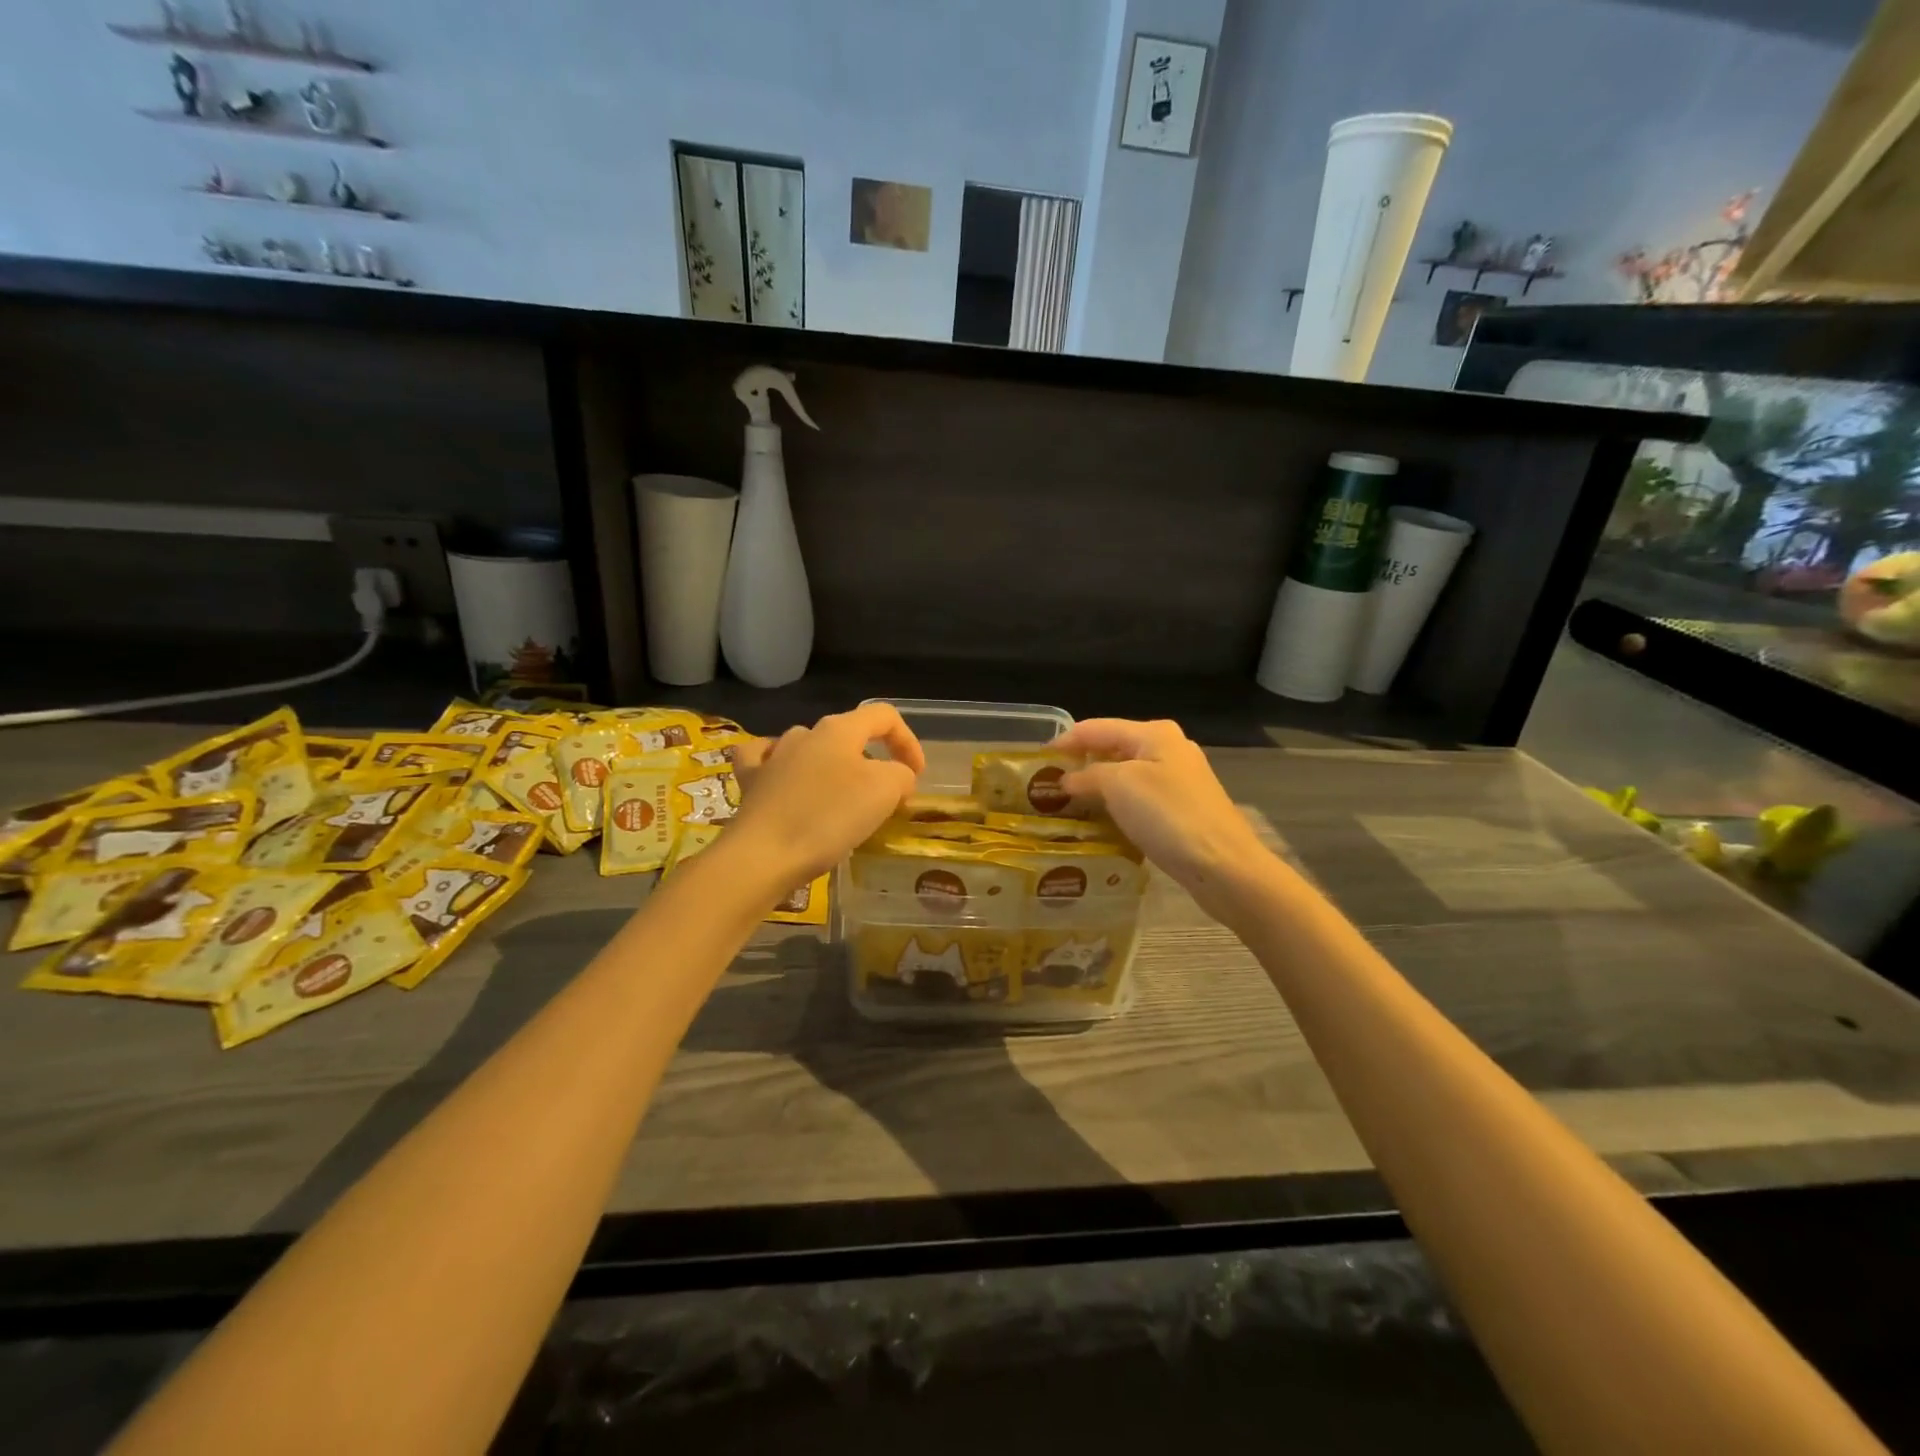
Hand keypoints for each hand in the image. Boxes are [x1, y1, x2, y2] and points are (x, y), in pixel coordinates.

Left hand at [730, 704, 924, 881]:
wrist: (763, 855)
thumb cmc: (829, 818)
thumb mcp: (885, 792)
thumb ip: (900, 775)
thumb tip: (897, 778)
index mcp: (839, 729)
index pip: (883, 717)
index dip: (908, 741)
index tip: (917, 776)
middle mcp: (804, 734)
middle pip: (849, 735)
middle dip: (873, 760)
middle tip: (885, 796)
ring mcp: (772, 756)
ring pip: (811, 749)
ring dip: (833, 767)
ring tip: (842, 798)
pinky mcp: (750, 783)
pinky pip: (767, 762)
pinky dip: (782, 767)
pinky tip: (785, 778)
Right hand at [1054, 718, 1281, 919]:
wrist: (1224, 865)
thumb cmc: (1168, 816)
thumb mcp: (1119, 786)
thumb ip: (1087, 776)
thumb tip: (1065, 780)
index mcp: (1154, 733)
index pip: (1096, 728)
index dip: (1064, 741)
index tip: (1035, 761)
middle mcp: (1168, 749)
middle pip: (1111, 749)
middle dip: (1079, 765)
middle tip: (1046, 786)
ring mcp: (1178, 780)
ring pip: (1125, 777)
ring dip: (1096, 788)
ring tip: (1065, 806)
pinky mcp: (1182, 809)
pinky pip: (1138, 800)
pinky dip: (1116, 807)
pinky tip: (1099, 824)